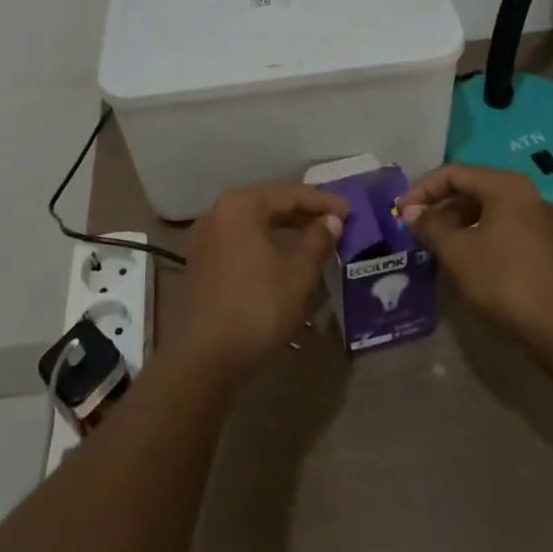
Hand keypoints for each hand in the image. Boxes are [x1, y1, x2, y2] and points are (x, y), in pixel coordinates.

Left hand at [172, 182, 347, 377]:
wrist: (204, 358)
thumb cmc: (257, 306)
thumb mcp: (297, 273)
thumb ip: (317, 240)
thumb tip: (332, 220)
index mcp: (240, 205)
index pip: (288, 193)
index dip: (321, 201)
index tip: (350, 211)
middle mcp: (218, 213)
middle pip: (268, 204)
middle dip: (302, 212)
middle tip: (334, 221)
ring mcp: (207, 239)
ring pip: (254, 224)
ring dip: (285, 229)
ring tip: (314, 238)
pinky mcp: (203, 264)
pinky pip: (242, 242)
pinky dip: (266, 244)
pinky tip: (285, 259)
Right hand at [398, 164, 552, 352]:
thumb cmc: (505, 279)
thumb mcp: (457, 252)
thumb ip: (430, 226)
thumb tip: (410, 212)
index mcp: (504, 185)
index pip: (453, 173)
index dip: (422, 190)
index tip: (400, 213)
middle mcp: (525, 194)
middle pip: (471, 190)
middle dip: (439, 209)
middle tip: (415, 231)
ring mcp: (538, 222)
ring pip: (487, 213)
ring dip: (457, 226)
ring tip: (435, 249)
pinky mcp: (545, 249)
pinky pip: (502, 232)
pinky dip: (478, 240)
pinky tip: (465, 264)